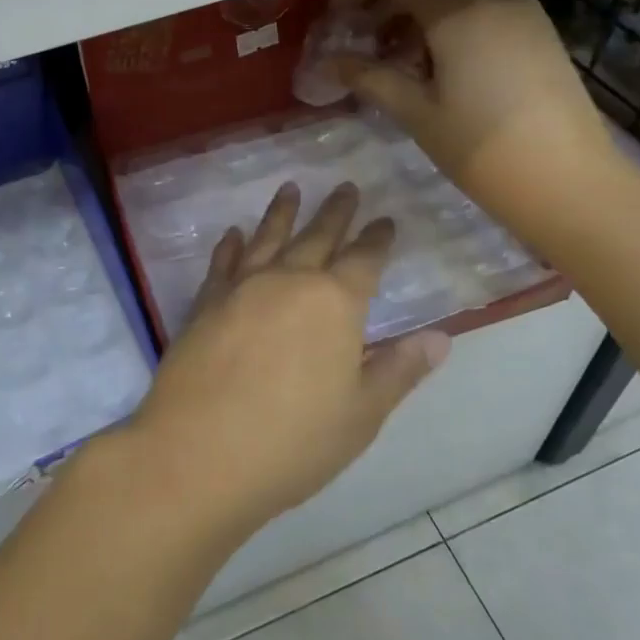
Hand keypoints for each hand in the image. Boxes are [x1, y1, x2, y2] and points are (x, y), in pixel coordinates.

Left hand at [121, 182, 449, 543]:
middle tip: (345, 186)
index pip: (364, 260)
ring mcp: (241, 288)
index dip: (377, 239)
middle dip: (335, 212)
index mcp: (334, 304)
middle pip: (317, 237)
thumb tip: (441, 337)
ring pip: (267, 238)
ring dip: (281, 212)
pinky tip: (234, 234)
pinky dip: (231, 245)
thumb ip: (399, 370)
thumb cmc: (293, 441)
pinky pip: (222, 263)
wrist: (199, 453)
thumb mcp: (361, 414)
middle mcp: (288, 282)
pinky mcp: (204, 303)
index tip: (386, 220)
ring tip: (290, 188)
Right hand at [330, 0, 628, 222]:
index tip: (336, 14)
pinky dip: (452, 27)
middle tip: (360, 39)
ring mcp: (525, 13)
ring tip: (398, 59)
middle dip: (388, 3)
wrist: (569, 183)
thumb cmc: (482, 150)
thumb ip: (370, 78)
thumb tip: (330, 61)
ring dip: (420, 17)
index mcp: (461, 12)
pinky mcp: (541, 34)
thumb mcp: (417, 114)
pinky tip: (439, 67)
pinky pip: (485, 13)